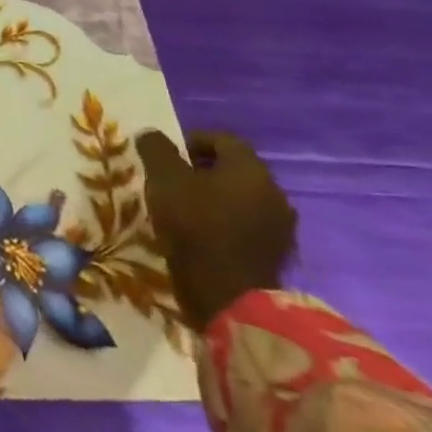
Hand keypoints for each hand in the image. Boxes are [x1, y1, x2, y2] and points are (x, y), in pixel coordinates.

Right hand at [135, 130, 296, 332]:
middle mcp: (274, 192)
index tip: (166, 156)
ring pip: (243, 199)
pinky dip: (227, 223)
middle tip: (173, 182)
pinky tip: (204, 235)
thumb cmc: (194, 227)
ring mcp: (280, 226)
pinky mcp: (277, 254)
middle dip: (204, 171)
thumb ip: (156, 150)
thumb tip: (152, 134)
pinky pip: (248, 226)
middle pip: (235, 169)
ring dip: (216, 198)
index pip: (223, 139)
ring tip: (186, 210)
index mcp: (250, 169)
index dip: (191, 140)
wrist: (228, 296)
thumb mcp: (163, 180)